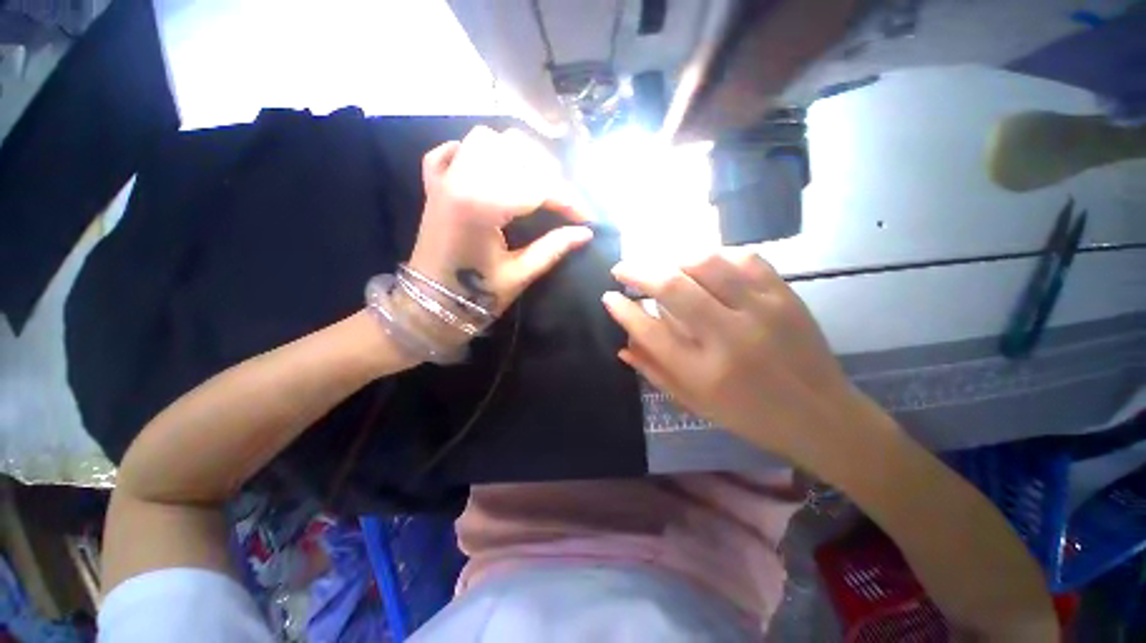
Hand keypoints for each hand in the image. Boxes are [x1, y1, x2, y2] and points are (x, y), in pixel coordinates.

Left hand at [408, 126, 592, 315]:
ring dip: (513, 154)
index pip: (536, 188)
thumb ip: (553, 248)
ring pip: (484, 140)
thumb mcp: (519, 275)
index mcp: (481, 206)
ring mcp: (444, 180)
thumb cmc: (476, 296)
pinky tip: (488, 170)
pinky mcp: (434, 186)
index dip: (568, 202)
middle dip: (546, 174)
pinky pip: (450, 151)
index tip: (587, 218)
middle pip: (513, 151)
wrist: (431, 304)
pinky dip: (471, 153)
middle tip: (562, 202)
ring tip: (532, 182)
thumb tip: (585, 233)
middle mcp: (460, 181)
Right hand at [603, 248, 871, 461]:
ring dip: (673, 258)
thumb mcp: (695, 403)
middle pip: (673, 287)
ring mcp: (761, 311)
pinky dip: (715, 254)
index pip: (649, 331)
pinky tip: (703, 263)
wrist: (822, 416)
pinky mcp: (785, 295)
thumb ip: (655, 372)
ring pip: (707, 263)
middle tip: (622, 268)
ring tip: (661, 265)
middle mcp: (729, 338)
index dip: (623, 310)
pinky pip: (744, 258)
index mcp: (703, 373)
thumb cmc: (750, 416)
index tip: (608, 296)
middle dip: (638, 271)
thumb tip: (622, 345)